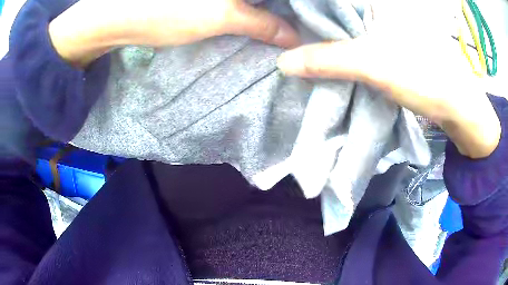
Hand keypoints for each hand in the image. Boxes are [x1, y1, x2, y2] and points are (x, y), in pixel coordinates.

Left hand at [49, 0, 298, 65]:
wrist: (118, 14)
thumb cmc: (164, 11)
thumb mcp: (218, 16)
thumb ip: (260, 22)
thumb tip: (293, 37)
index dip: (302, 6)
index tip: (315, 17)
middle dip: (287, 7)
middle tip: (306, 23)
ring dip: (270, 7)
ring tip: (288, 21)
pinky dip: (253, 5)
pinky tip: (261, 15)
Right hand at [277, 0, 500, 158]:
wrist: (457, 106)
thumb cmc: (425, 76)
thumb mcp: (374, 65)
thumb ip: (329, 59)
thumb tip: (283, 62)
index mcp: (378, 2)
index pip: (334, 1)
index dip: (308, 10)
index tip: (285, 21)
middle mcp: (383, 9)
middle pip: (339, 14)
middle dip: (316, 27)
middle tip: (290, 38)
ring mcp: (389, 27)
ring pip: (349, 28)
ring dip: (329, 40)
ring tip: (304, 47)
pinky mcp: (393, 45)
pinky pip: (361, 42)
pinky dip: (345, 50)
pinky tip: (331, 57)